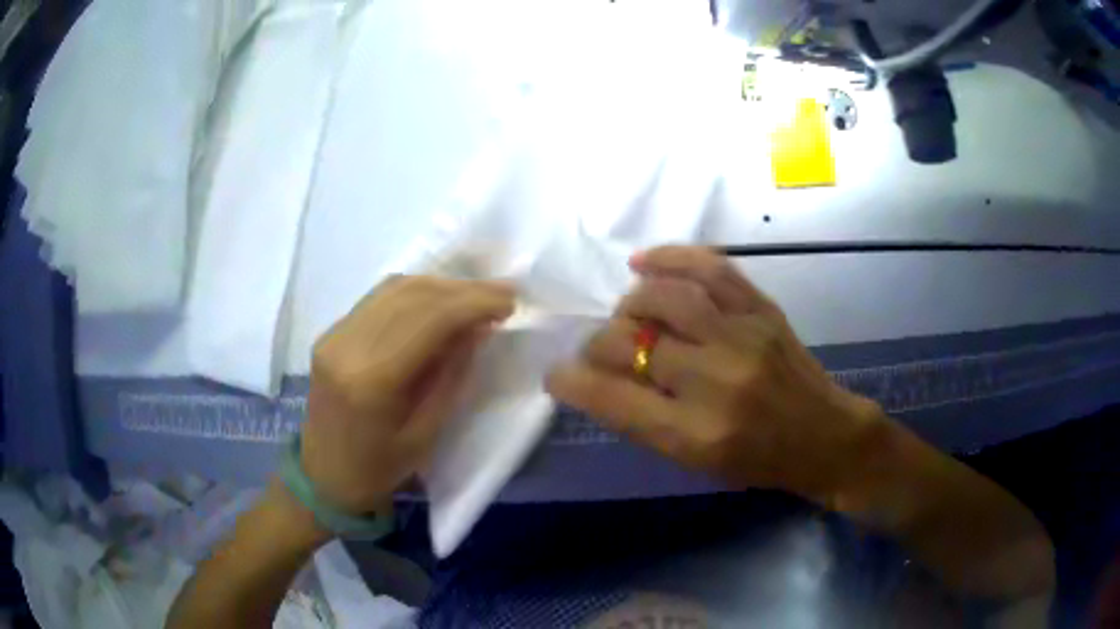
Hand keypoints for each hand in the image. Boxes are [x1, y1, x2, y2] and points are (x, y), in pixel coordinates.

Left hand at [301, 276, 514, 514]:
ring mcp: (334, 334)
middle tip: (501, 294)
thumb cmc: (379, 469)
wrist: (323, 477)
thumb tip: (479, 328)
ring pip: (394, 288)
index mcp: (372, 379)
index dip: (474, 303)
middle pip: (412, 295)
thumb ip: (453, 376)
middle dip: (463, 290)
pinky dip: (415, 293)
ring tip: (475, 296)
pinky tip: (439, 302)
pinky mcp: (330, 333)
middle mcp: (348, 345)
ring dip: (440, 286)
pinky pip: (378, 299)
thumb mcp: (427, 434)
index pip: (429, 319)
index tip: (510, 302)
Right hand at [547, 246, 881, 503]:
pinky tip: (643, 262)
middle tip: (596, 350)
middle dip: (598, 344)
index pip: (612, 400)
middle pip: (631, 343)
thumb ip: (644, 422)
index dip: (572, 382)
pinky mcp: (761, 309)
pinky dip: (669, 257)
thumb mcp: (695, 461)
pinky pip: (710, 268)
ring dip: (630, 303)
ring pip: (665, 297)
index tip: (555, 374)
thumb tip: (596, 380)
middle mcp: (715, 381)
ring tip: (626, 313)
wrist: (824, 436)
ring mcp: (742, 337)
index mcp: (694, 435)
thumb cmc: (757, 461)